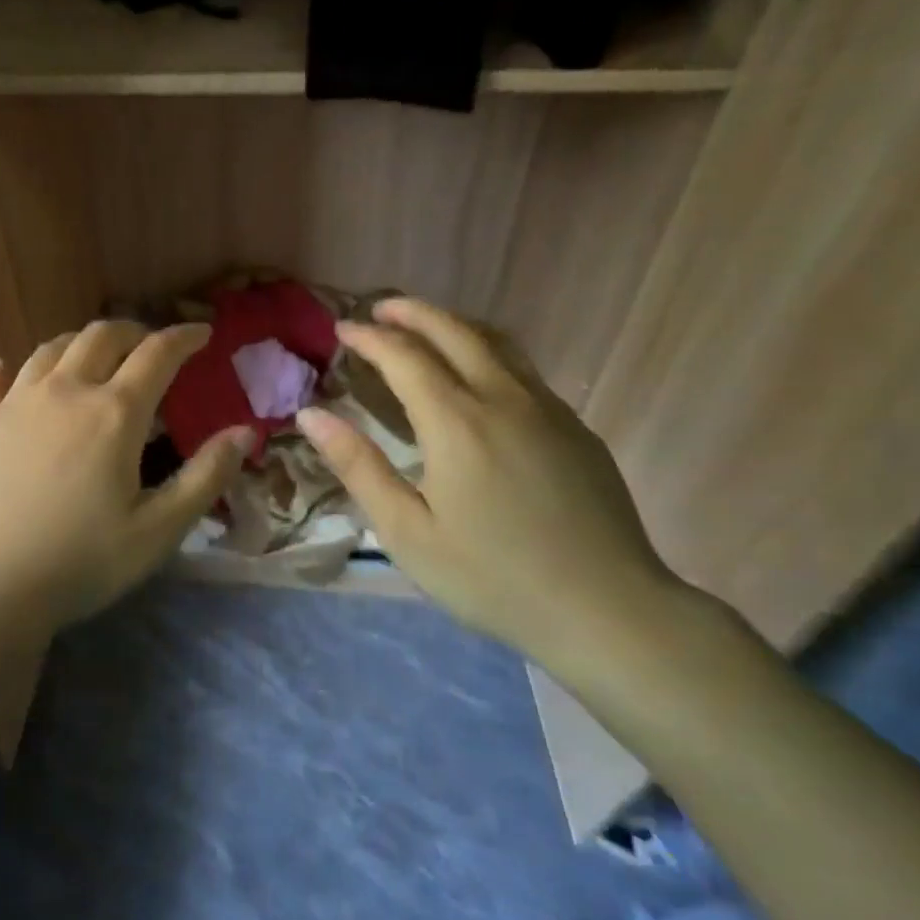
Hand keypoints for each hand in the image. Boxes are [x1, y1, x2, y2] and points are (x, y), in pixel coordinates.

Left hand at [0, 321, 253, 648]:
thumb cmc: (80, 562)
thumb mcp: (158, 530)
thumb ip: (206, 476)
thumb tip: (247, 431)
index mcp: (114, 413)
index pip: (157, 354)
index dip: (184, 337)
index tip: (201, 332)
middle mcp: (64, 392)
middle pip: (101, 336)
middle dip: (133, 331)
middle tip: (148, 345)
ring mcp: (13, 403)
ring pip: (50, 350)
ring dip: (78, 343)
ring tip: (91, 354)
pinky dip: (6, 368)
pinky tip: (5, 369)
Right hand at [295, 297, 676, 660]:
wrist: (608, 610)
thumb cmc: (492, 577)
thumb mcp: (407, 531)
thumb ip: (358, 467)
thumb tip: (311, 416)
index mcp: (456, 422)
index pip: (404, 357)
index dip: (370, 337)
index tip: (342, 329)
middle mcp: (503, 399)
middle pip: (454, 331)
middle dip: (412, 312)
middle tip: (380, 308)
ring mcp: (548, 409)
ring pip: (496, 344)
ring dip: (453, 325)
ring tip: (424, 328)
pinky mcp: (577, 428)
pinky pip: (522, 370)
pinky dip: (486, 353)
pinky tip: (477, 379)